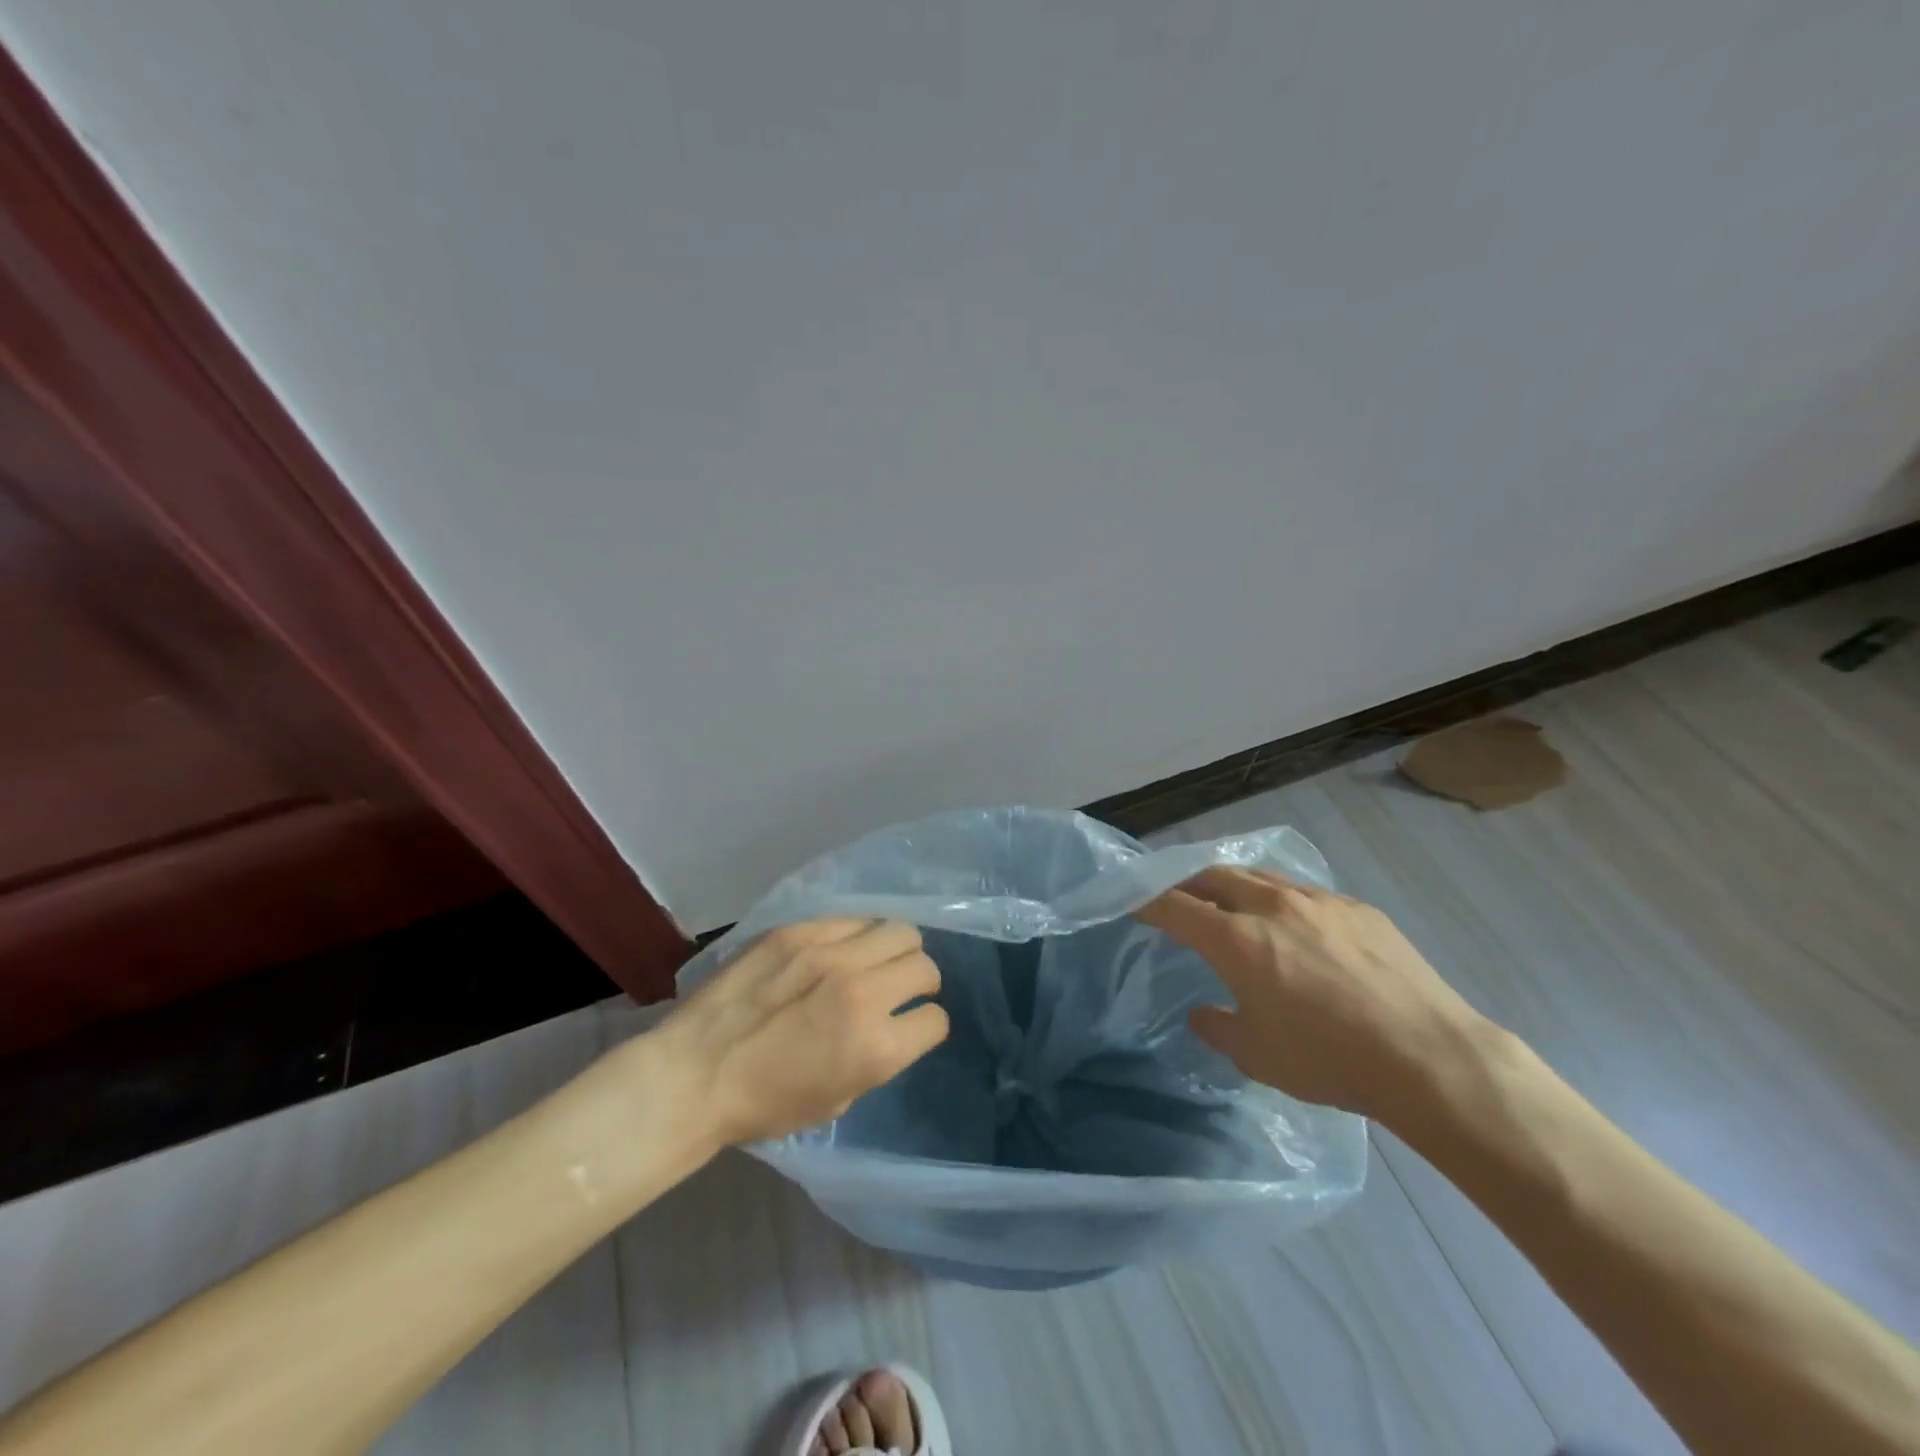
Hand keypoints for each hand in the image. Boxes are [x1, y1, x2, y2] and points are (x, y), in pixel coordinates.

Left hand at [651, 919, 948, 1148]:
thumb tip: (888, 1025)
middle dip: (920, 980)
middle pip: (924, 964)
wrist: (693, 1074)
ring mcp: (831, 953)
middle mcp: (864, 991)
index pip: (936, 1019)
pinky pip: (851, 919)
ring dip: (894, 950)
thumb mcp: (837, 1100)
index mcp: (877, 1046)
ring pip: (897, 930)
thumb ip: (875, 1058)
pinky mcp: (800, 931)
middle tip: (899, 989)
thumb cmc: (764, 1104)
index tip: (911, 1026)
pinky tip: (837, 952)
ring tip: (874, 961)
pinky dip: (856, 937)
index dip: (925, 1026)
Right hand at [1135, 867, 1487, 1121]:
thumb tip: (1201, 1013)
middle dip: (1186, 883)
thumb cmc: (1330, 1060)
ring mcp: (1318, 901)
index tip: (1131, 902)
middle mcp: (1271, 905)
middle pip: (1213, 876)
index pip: (1175, 906)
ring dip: (1234, 885)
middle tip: (1177, 898)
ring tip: (1230, 903)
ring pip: (1259, 876)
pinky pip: (1305, 893)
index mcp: (1237, 939)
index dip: (1146, 901)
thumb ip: (1218, 1027)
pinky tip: (1297, 928)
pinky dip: (1281, 901)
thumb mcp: (1258, 1056)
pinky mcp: (1357, 908)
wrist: (1429, 1056)